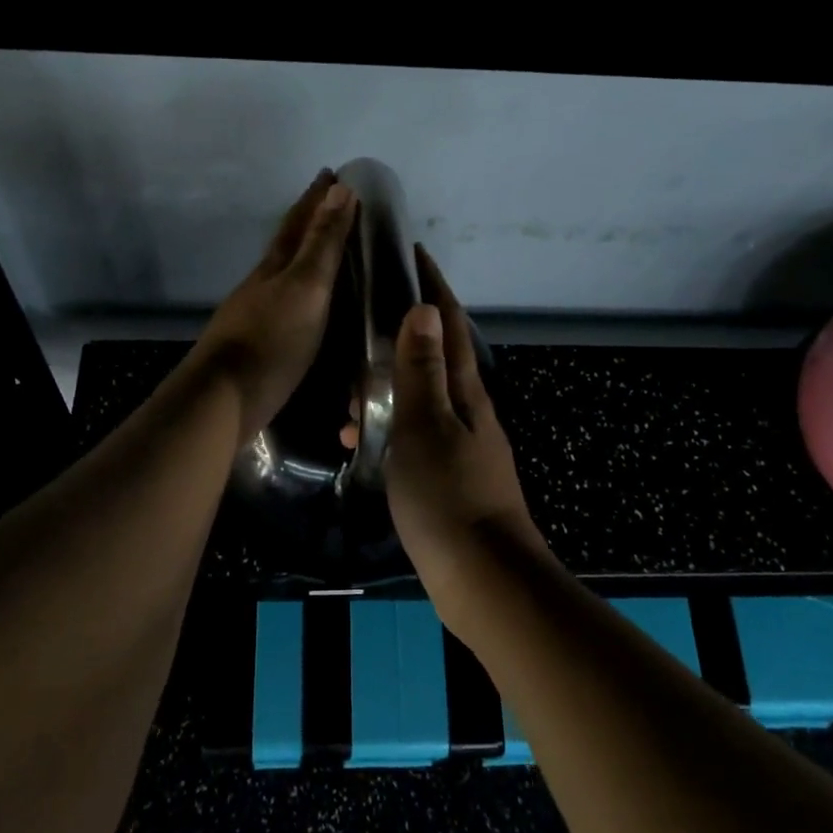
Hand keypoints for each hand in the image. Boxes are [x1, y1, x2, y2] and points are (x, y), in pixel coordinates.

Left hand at [189, 170, 358, 439]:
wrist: (223, 399)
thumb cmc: (272, 341)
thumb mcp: (306, 288)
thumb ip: (323, 243)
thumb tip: (340, 188)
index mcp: (275, 266)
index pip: (298, 222)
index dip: (316, 197)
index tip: (333, 173)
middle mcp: (262, 284)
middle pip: (287, 244)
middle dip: (309, 220)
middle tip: (332, 202)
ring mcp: (255, 315)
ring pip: (283, 274)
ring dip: (304, 257)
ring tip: (326, 251)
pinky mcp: (257, 345)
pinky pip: (285, 305)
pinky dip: (301, 294)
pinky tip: (308, 307)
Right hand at [385, 247, 540, 587]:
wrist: (484, 578)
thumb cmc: (449, 496)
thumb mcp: (426, 427)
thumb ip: (421, 370)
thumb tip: (422, 308)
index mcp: (466, 393)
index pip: (449, 325)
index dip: (434, 287)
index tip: (414, 254)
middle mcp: (469, 412)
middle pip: (436, 358)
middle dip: (402, 336)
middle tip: (361, 333)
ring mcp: (462, 446)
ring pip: (420, 400)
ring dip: (388, 389)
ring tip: (348, 398)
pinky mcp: (451, 478)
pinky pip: (414, 435)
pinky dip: (388, 429)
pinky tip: (361, 441)